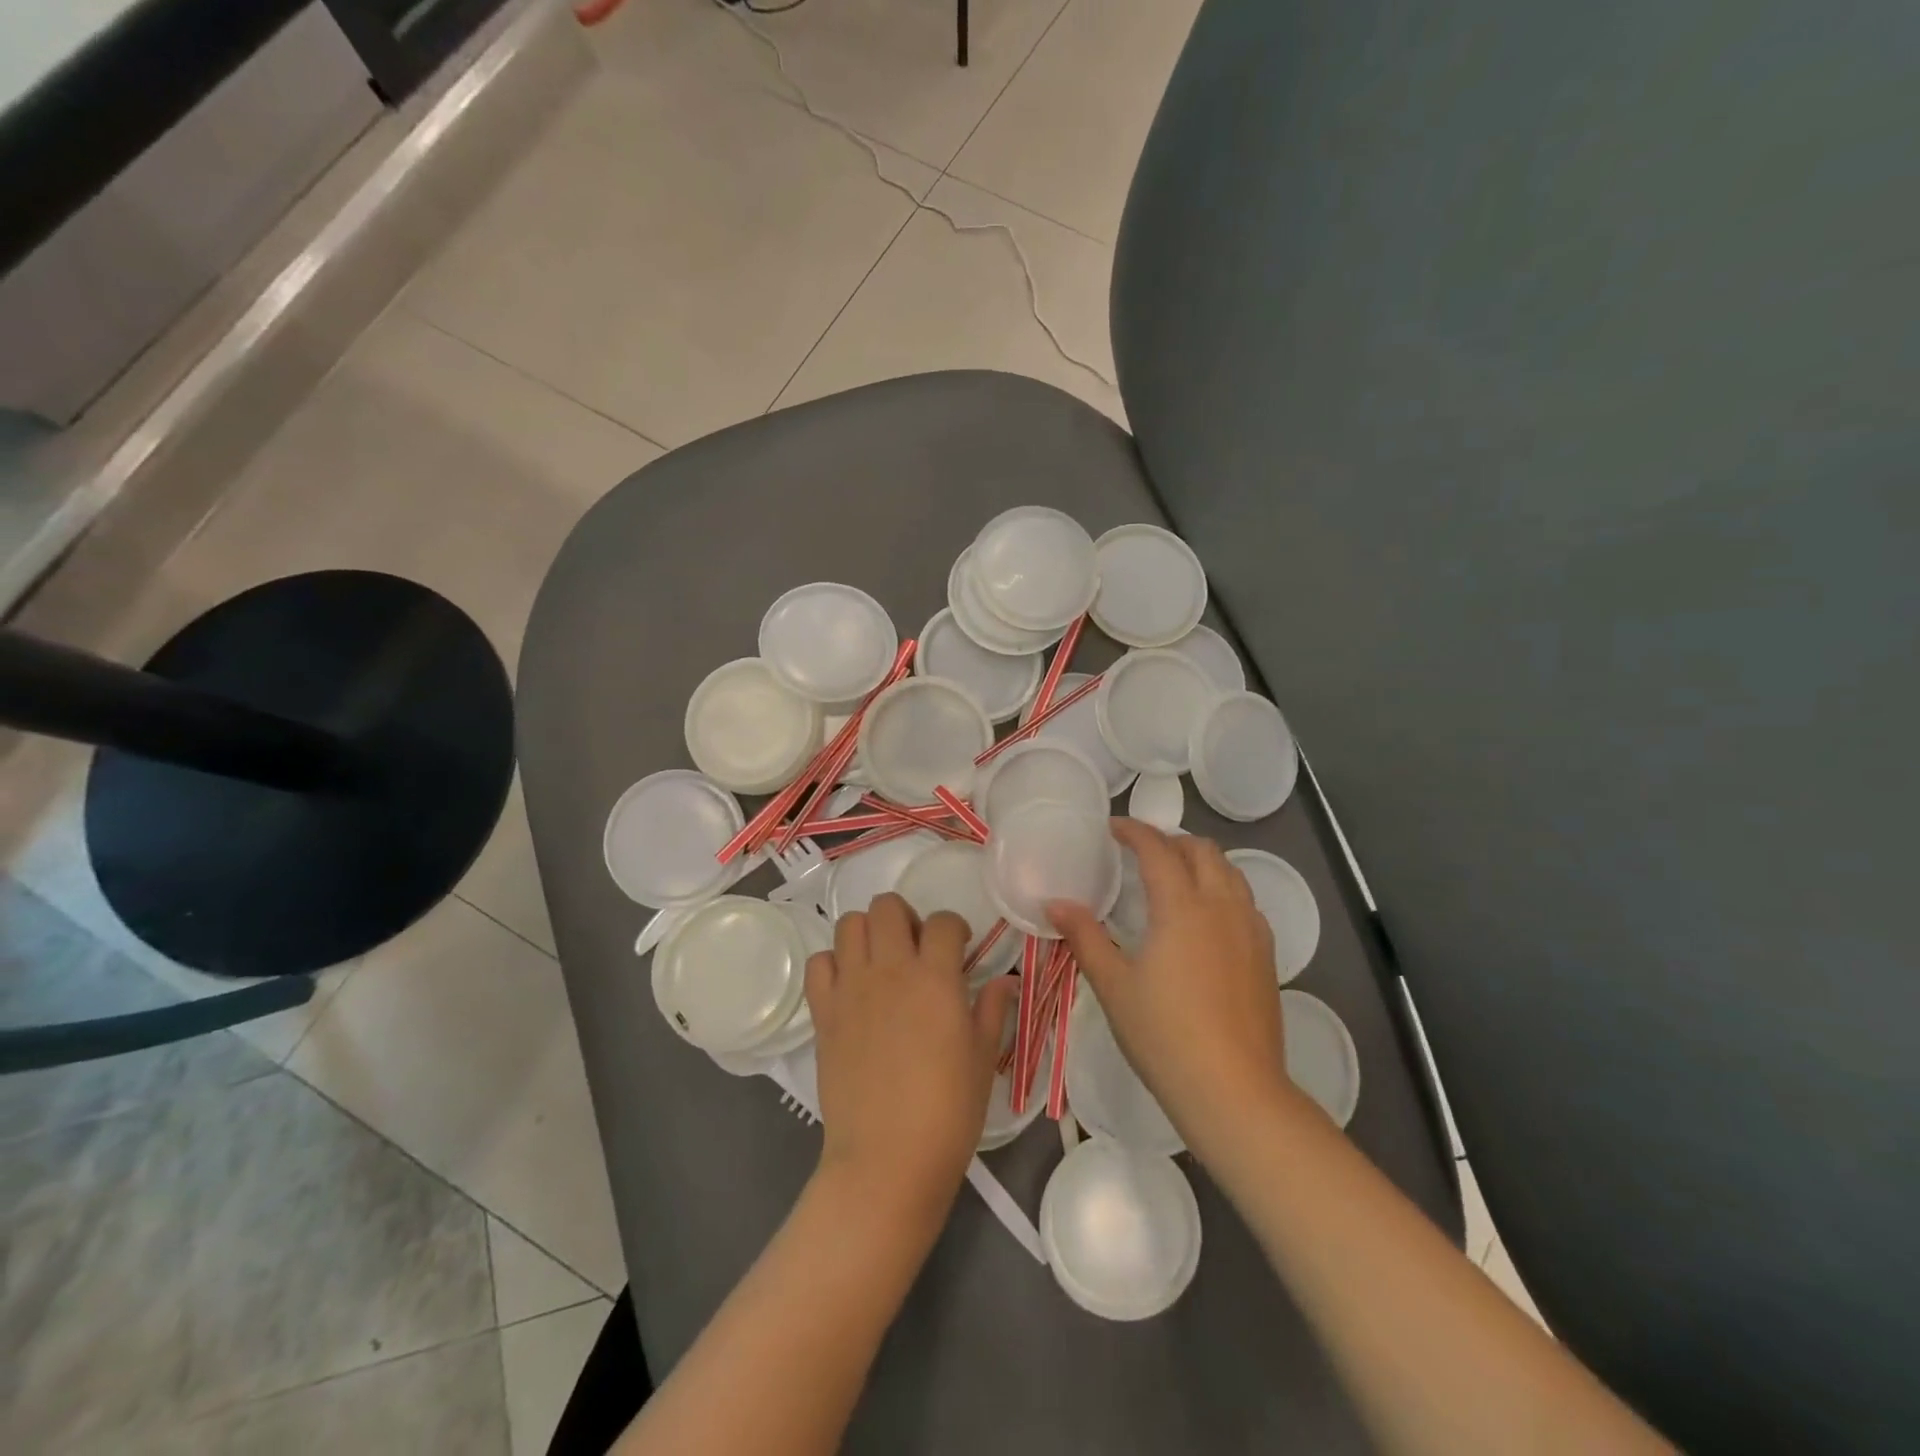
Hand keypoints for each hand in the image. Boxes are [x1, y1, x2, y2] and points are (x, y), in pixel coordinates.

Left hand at [805, 894, 1016, 1224]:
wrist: (886, 1160)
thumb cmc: (948, 1112)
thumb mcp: (983, 1059)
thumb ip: (992, 1010)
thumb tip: (1004, 980)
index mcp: (936, 978)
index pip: (943, 921)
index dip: (955, 927)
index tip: (959, 948)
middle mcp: (890, 970)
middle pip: (888, 905)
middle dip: (906, 917)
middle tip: (916, 949)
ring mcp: (851, 988)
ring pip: (849, 924)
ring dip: (868, 931)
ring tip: (882, 961)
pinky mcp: (823, 1012)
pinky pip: (818, 963)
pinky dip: (832, 963)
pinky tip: (849, 986)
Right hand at [1050, 820, 1303, 1158]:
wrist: (1234, 1091)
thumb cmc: (1164, 1036)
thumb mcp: (1114, 985)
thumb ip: (1084, 937)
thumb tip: (1054, 902)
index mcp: (1182, 907)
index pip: (1158, 849)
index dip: (1134, 831)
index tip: (1113, 828)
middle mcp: (1222, 907)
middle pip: (1203, 850)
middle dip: (1171, 841)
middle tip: (1141, 853)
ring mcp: (1251, 931)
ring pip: (1231, 872)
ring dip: (1201, 861)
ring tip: (1174, 877)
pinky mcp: (1267, 956)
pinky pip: (1246, 902)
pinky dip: (1223, 890)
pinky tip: (1206, 918)